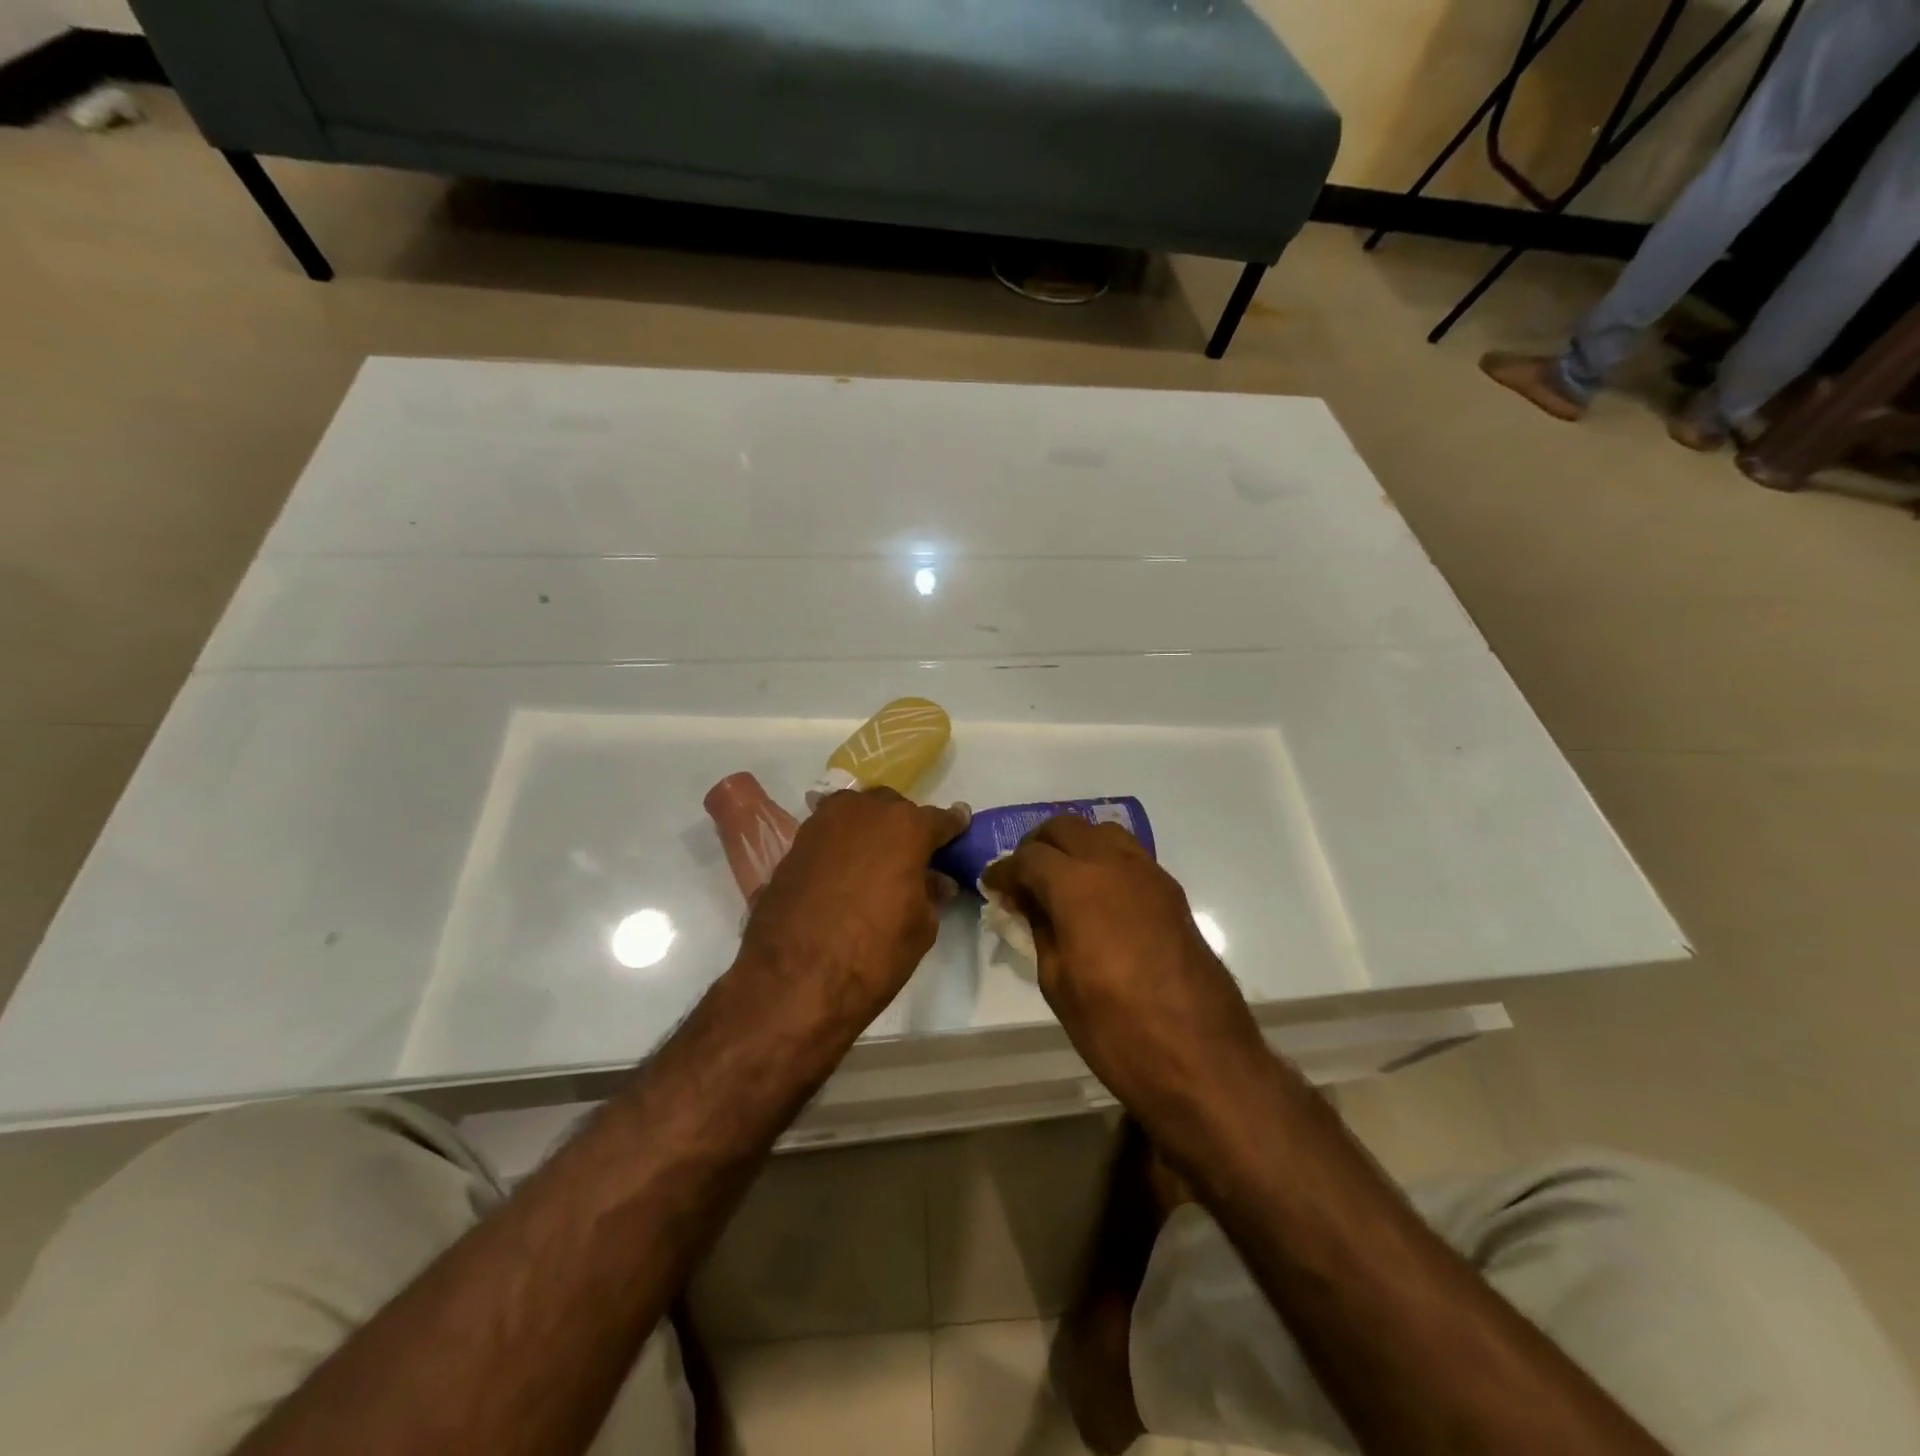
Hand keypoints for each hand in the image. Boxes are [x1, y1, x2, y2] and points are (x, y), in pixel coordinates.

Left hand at [738, 789, 967, 1026]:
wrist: (792, 980)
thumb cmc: (872, 954)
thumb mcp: (920, 928)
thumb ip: (930, 893)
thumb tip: (935, 881)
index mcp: (905, 827)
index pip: (939, 818)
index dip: (952, 826)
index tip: (960, 827)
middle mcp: (864, 812)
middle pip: (893, 808)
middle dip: (905, 825)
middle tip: (912, 854)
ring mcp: (823, 823)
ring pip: (856, 812)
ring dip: (869, 828)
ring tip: (874, 858)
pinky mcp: (794, 844)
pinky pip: (828, 833)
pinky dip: (841, 844)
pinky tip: (843, 868)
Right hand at [981, 816, 1264, 1115]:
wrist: (1202, 1058)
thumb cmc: (1116, 1028)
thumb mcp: (1058, 982)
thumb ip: (1040, 929)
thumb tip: (1028, 903)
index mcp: (1077, 885)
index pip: (1029, 857)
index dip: (1004, 870)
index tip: (993, 886)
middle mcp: (1113, 865)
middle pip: (1066, 828)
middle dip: (1037, 845)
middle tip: (1023, 878)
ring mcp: (1149, 874)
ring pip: (1102, 832)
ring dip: (1075, 845)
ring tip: (1060, 881)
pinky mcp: (1172, 892)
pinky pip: (1130, 855)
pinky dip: (1104, 860)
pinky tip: (1097, 895)